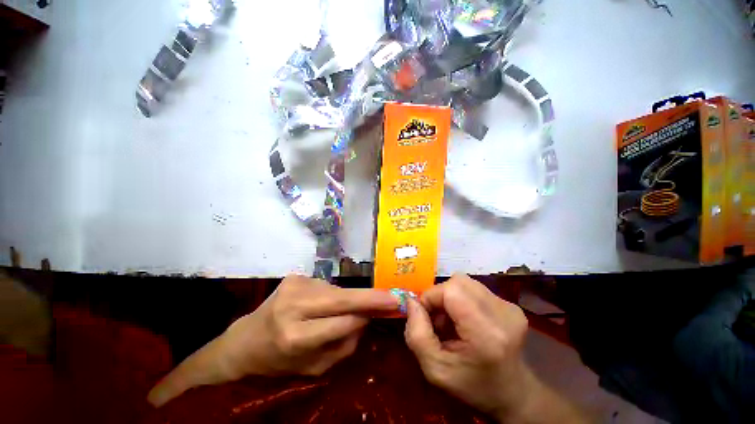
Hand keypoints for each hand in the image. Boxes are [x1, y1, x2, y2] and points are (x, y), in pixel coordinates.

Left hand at [148, 274, 398, 406]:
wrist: (245, 340)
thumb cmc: (279, 362)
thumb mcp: (314, 368)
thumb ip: (344, 345)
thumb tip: (366, 320)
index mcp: (294, 336)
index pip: (342, 322)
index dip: (365, 316)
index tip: (389, 310)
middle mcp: (293, 305)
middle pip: (342, 297)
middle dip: (370, 297)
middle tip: (393, 296)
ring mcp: (294, 285)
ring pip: (336, 290)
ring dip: (348, 299)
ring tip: (347, 309)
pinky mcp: (295, 276)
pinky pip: (327, 286)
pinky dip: (334, 295)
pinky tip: (325, 304)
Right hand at [405, 274, 586, 422]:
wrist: (513, 395)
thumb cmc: (472, 386)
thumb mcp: (434, 369)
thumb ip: (416, 333)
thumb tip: (411, 300)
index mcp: (486, 333)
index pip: (451, 290)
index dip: (431, 297)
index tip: (424, 316)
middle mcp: (502, 313)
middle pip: (457, 282)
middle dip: (439, 296)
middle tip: (437, 319)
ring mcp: (509, 307)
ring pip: (464, 282)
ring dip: (450, 297)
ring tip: (451, 320)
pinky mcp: (510, 304)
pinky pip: (474, 288)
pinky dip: (462, 299)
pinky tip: (465, 319)